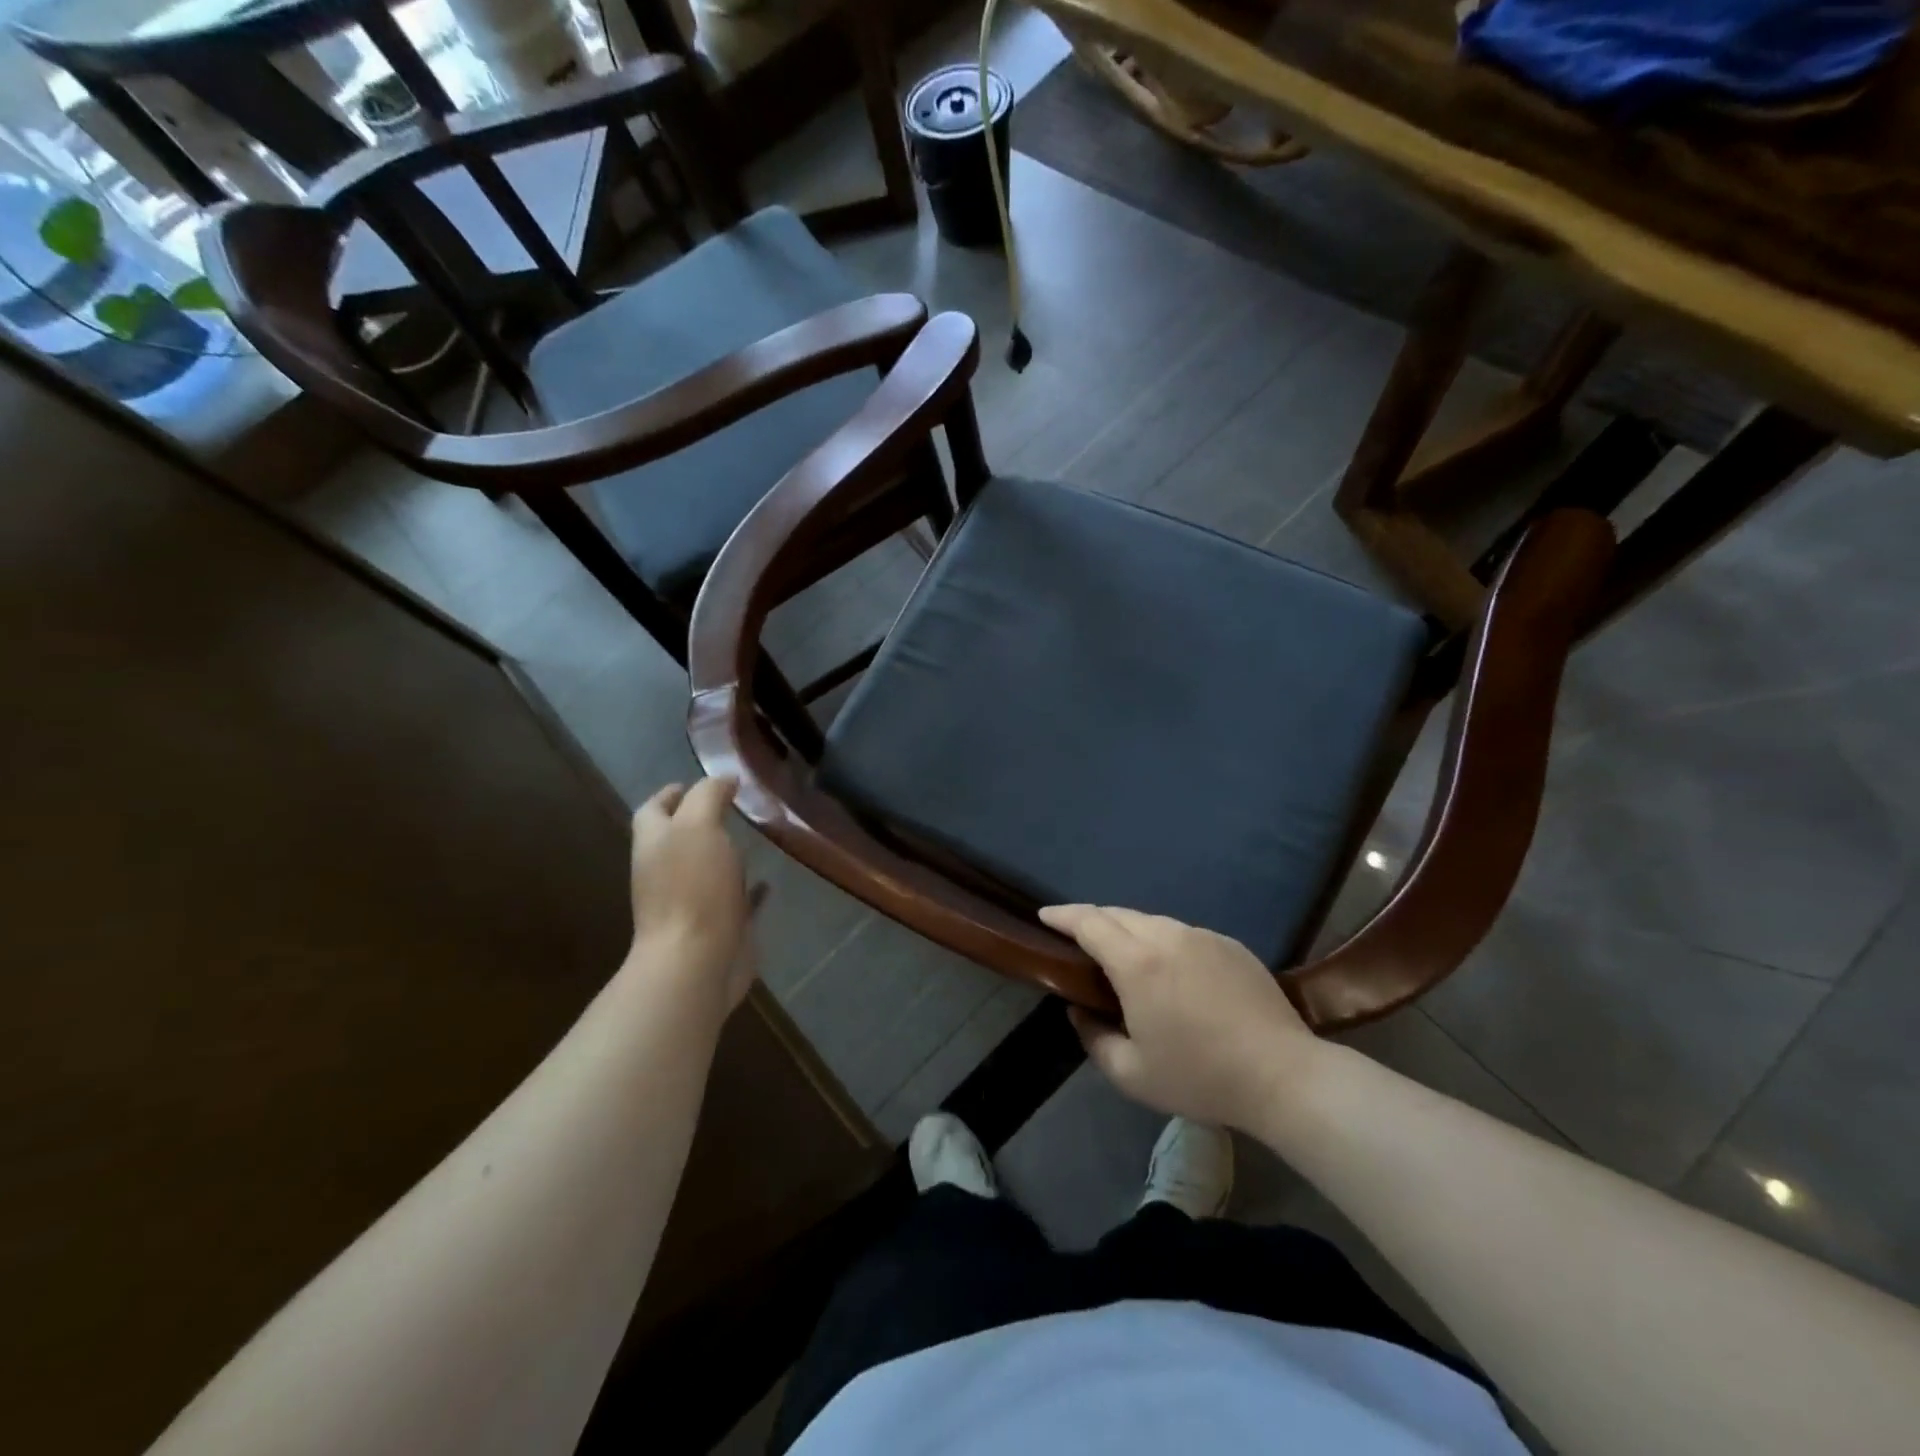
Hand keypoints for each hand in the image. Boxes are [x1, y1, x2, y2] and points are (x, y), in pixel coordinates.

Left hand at [629, 778, 758, 1012]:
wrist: (697, 963)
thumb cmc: (693, 888)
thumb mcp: (699, 826)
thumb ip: (709, 796)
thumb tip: (724, 778)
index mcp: (655, 845)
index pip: (652, 810)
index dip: (670, 793)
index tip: (694, 782)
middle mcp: (667, 872)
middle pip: (678, 839)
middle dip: (700, 821)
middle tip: (733, 805)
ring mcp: (692, 902)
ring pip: (707, 869)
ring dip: (724, 854)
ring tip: (753, 836)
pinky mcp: (719, 926)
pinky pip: (735, 900)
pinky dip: (749, 889)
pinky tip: (769, 881)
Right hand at [1040, 904, 1325, 1131]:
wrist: (1283, 1075)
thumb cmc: (1200, 1077)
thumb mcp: (1132, 1075)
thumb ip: (1094, 1039)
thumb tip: (1079, 1012)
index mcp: (1137, 963)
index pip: (1088, 922)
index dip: (1062, 916)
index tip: (1044, 915)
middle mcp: (1166, 936)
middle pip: (1118, 914)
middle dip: (1091, 919)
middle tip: (1077, 936)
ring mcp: (1202, 936)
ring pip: (1152, 921)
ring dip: (1128, 929)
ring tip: (1122, 953)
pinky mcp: (1230, 944)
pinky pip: (1183, 933)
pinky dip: (1163, 940)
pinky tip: (1170, 968)